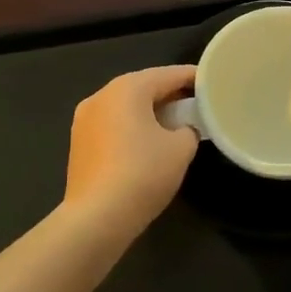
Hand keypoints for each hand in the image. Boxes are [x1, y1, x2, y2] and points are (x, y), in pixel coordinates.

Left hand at [64, 65, 199, 236]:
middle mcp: (101, 95)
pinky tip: (146, 142)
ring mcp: (84, 119)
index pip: (168, 75)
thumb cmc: (143, 173)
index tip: (211, 82)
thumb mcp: (181, 148)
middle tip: (195, 103)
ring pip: (124, 106)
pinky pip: (112, 124)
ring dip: (148, 111)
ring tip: (173, 123)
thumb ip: (189, 129)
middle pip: (143, 87)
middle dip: (169, 93)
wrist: (97, 216)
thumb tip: (182, 129)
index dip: (193, 78)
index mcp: (127, 88)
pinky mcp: (78, 142)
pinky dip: (131, 126)